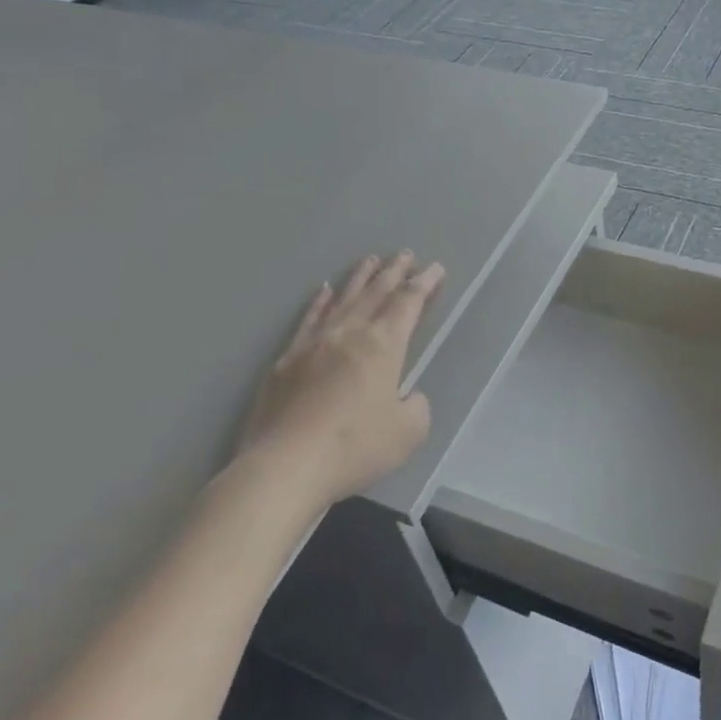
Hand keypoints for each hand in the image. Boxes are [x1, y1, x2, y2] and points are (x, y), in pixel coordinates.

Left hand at [238, 251, 445, 505]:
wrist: (285, 466)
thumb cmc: (354, 448)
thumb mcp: (407, 433)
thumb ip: (416, 406)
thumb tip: (407, 395)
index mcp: (383, 346)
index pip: (408, 304)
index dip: (424, 284)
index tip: (435, 268)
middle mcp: (349, 334)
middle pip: (376, 293)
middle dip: (394, 272)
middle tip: (405, 254)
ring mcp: (314, 344)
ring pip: (342, 300)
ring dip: (360, 278)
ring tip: (370, 260)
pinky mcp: (286, 361)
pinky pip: (308, 319)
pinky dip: (320, 302)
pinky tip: (324, 291)